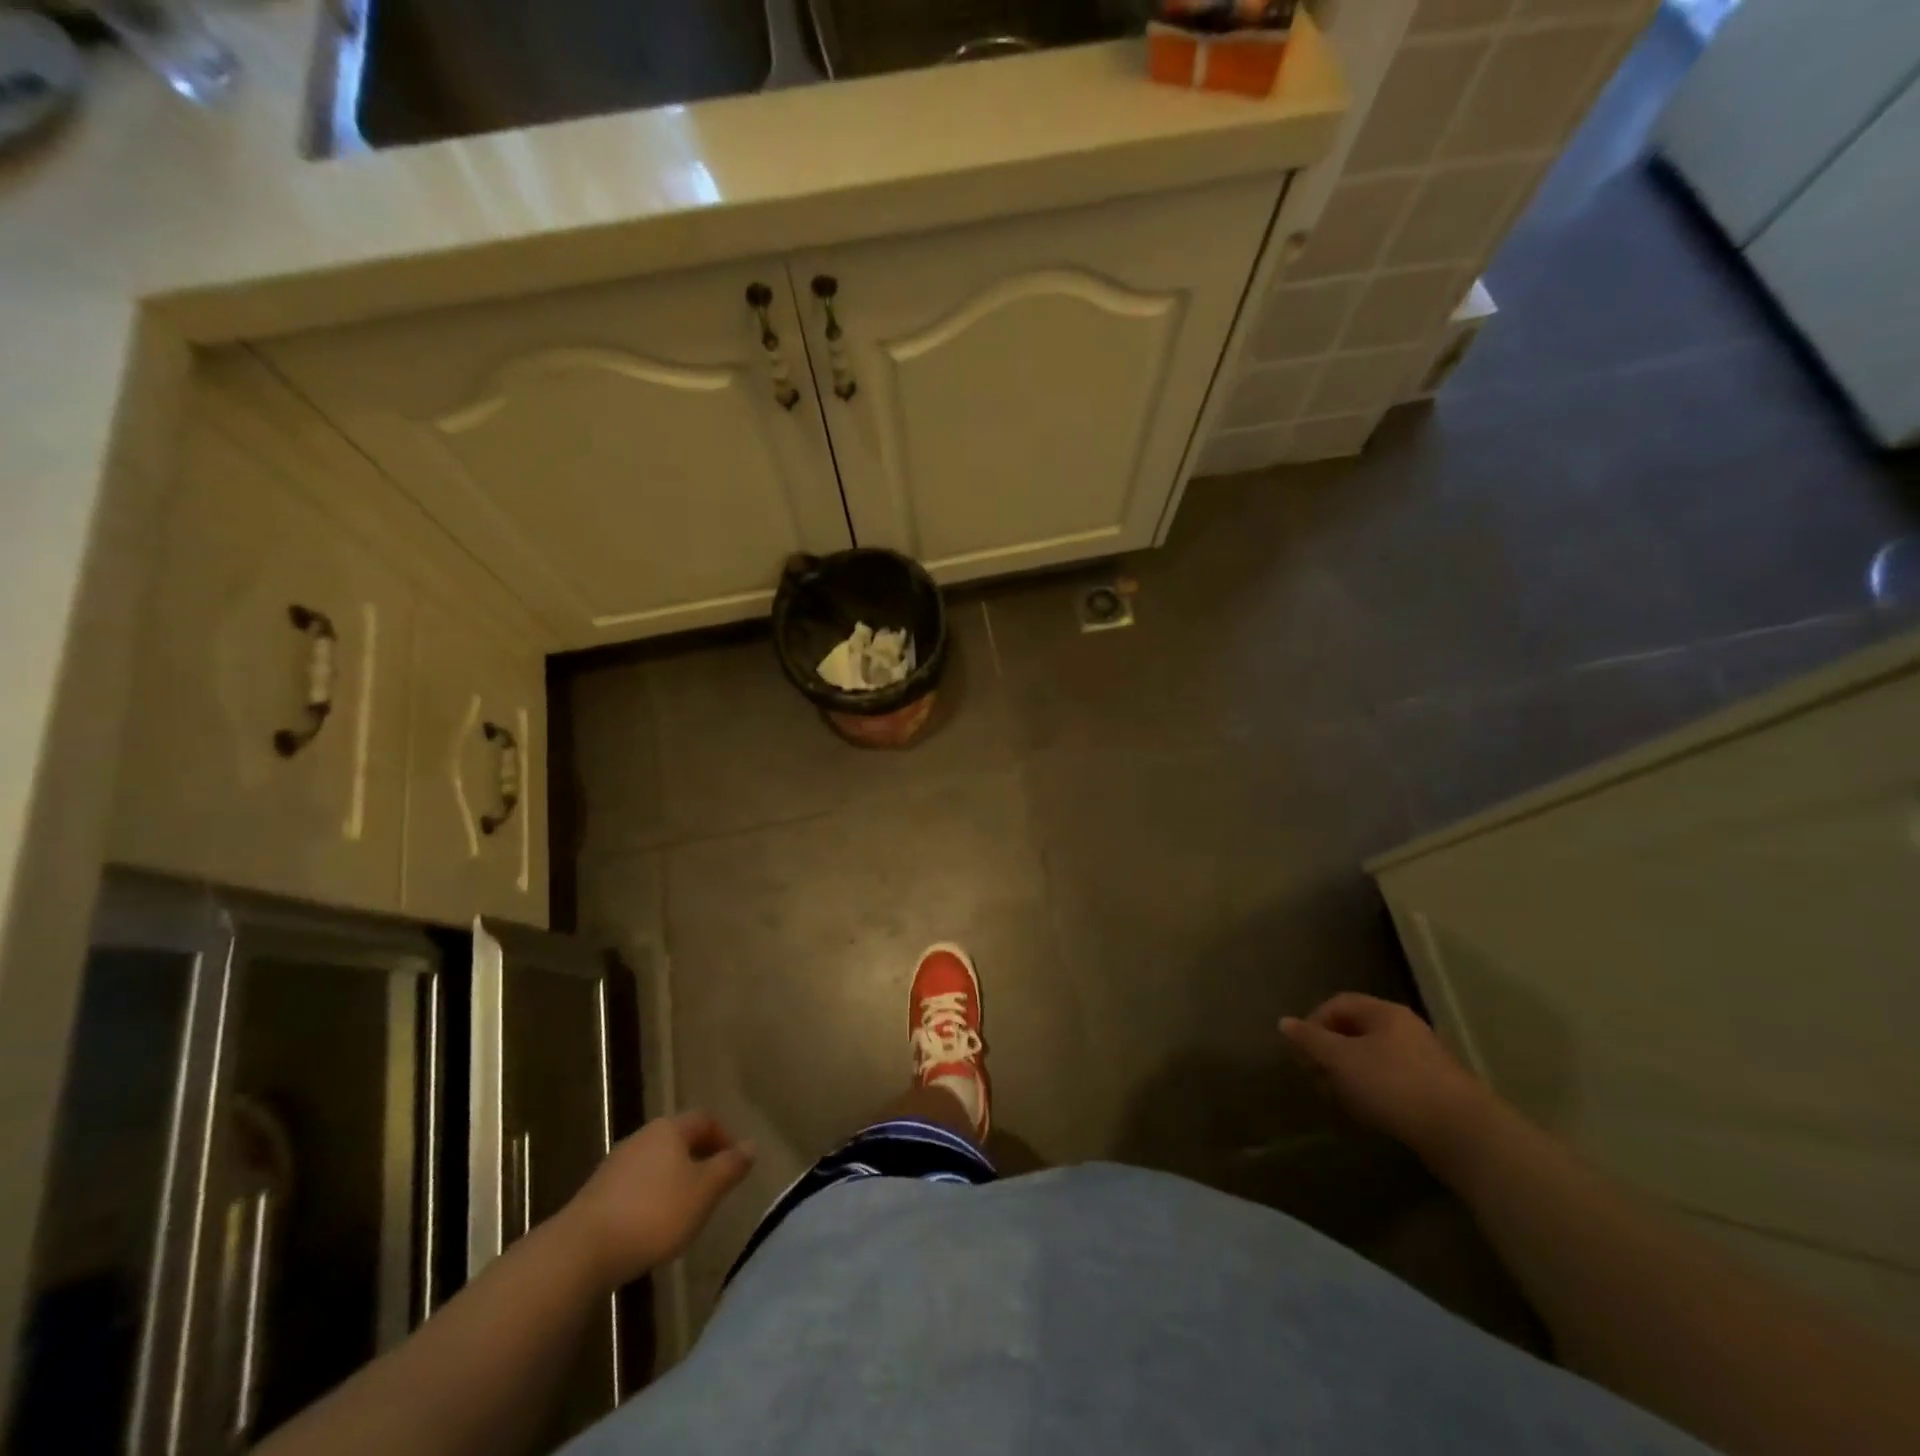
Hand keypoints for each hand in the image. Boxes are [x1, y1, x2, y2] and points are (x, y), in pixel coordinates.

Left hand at [559, 1112, 754, 1287]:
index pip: (705, 1120)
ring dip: (673, 1178)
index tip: (736, 1162)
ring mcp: (616, 1164)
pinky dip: (650, 1196)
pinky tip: (651, 1224)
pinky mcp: (596, 1192)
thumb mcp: (704, 1192)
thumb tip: (751, 1145)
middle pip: (678, 1139)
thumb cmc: (654, 1213)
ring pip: (655, 1162)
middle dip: (698, 1157)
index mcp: (670, 1129)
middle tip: (714, 1185)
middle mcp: (642, 1137)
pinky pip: (634, 1185)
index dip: (724, 1137)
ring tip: (685, 1208)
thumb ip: (730, 1167)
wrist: (581, 1250)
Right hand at [1280, 994, 1495, 1160]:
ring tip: (1341, 1099)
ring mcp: (1423, 1059)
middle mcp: (1405, 1029)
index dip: (1314, 1023)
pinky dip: (1373, 1091)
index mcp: (1384, 1013)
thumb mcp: (1342, 1060)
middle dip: (1330, 1053)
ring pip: (1372, 1058)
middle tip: (1318, 1078)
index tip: (1303, 1052)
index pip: (1337, 1004)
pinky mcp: (1434, 1090)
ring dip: (1350, 1075)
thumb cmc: (1394, 1085)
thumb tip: (1284, 1022)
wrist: (1463, 1133)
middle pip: (1355, 1031)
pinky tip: (1370, 1112)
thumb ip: (1311, 1040)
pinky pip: (1392, 1080)